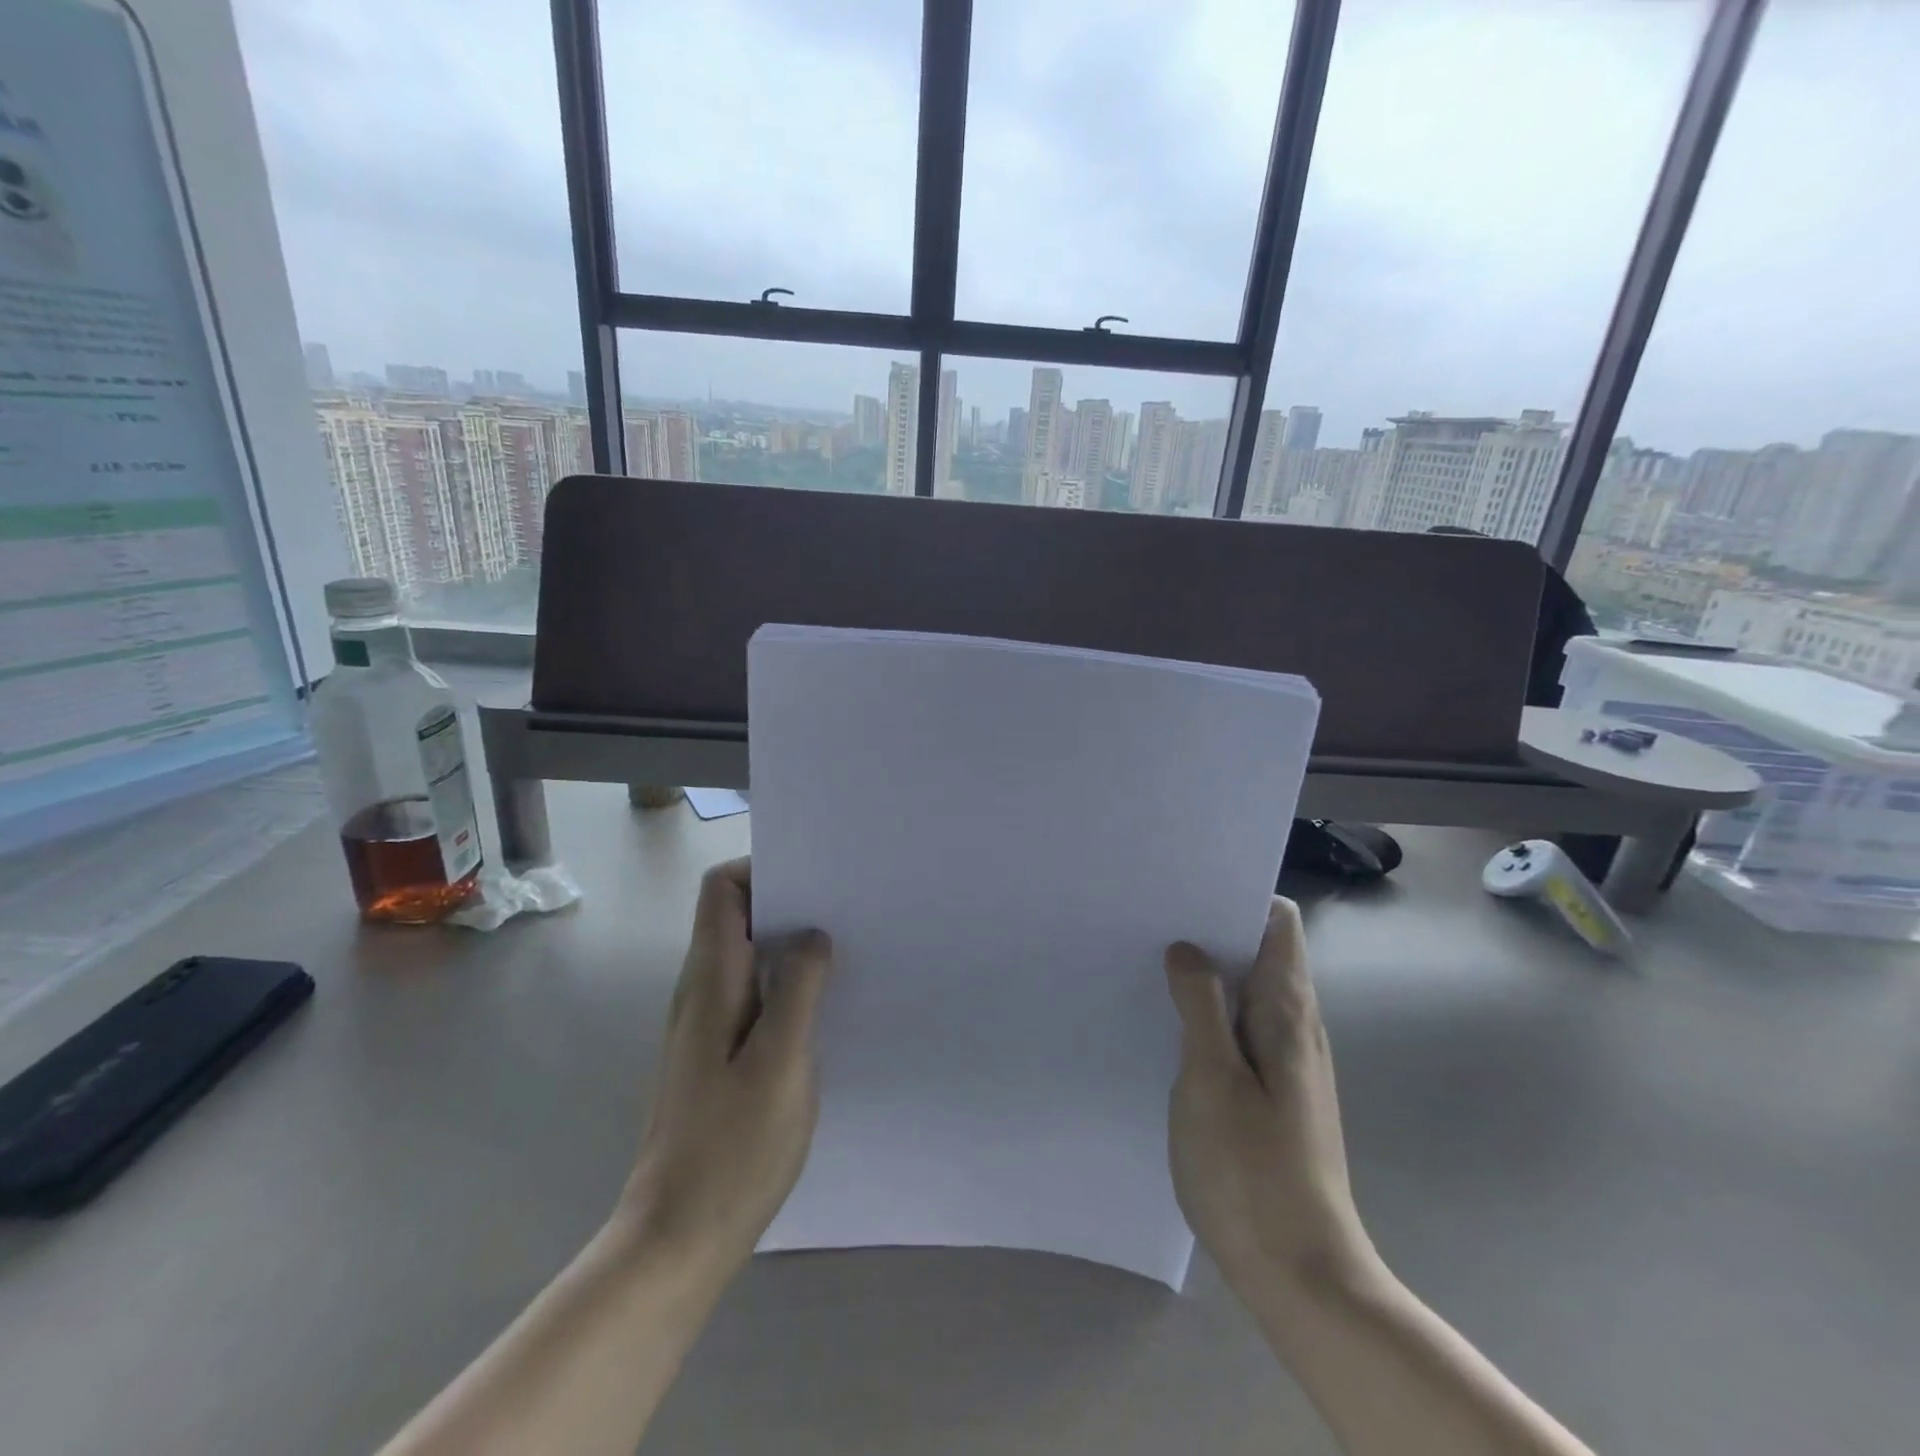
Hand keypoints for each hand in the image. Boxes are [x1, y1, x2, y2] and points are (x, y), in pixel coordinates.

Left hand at [618, 858, 831, 1282]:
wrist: (677, 1238)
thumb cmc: (733, 1147)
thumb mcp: (782, 1061)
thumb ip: (798, 988)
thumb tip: (813, 934)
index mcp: (710, 980)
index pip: (721, 889)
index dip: (761, 868)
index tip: (814, 878)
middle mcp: (701, 991)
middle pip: (735, 915)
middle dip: (787, 901)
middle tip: (844, 908)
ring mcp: (707, 1024)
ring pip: (747, 954)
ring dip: (789, 942)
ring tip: (844, 948)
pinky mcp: (718, 1053)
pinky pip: (753, 992)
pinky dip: (785, 981)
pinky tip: (824, 1004)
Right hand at [1165, 898, 1373, 1300]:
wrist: (1301, 1275)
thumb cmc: (1251, 1169)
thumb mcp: (1211, 1078)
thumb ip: (1200, 1005)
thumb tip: (1188, 948)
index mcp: (1288, 1012)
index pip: (1279, 923)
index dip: (1237, 896)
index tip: (1186, 889)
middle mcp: (1297, 1027)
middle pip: (1262, 951)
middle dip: (1212, 928)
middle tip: (1152, 920)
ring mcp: (1289, 1062)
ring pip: (1249, 990)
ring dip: (1209, 971)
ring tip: (1152, 960)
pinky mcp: (1274, 1092)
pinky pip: (1242, 1027)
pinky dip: (1211, 1011)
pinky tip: (1170, 1022)